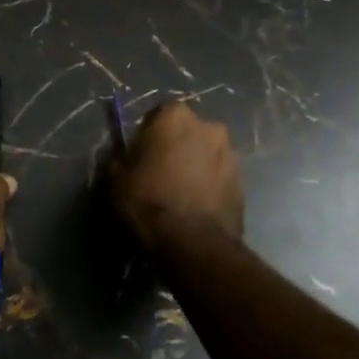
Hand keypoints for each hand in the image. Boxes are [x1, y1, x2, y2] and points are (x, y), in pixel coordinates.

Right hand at [108, 101, 243, 247]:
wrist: (193, 244)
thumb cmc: (148, 201)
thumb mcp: (115, 179)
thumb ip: (119, 158)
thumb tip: (123, 157)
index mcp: (175, 116)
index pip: (158, 114)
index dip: (147, 134)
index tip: (139, 155)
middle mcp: (208, 126)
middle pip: (187, 132)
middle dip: (176, 147)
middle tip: (160, 172)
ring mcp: (230, 154)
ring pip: (206, 154)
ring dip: (195, 166)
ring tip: (180, 193)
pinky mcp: (242, 182)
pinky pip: (219, 177)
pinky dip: (209, 185)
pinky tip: (195, 206)